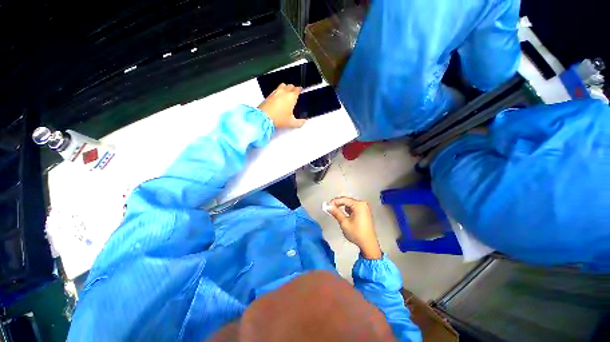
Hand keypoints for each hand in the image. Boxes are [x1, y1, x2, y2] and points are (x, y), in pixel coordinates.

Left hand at [258, 83, 305, 128]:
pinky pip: (276, 90)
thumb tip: (303, 122)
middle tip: (294, 93)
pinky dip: (279, 91)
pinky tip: (279, 97)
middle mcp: (284, 92)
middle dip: (293, 88)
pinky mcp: (269, 95)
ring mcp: (275, 92)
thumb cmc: (278, 119)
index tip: (300, 91)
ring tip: (287, 93)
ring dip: (286, 88)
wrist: (264, 118)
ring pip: (283, 85)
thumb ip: (299, 123)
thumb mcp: (291, 123)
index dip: (299, 89)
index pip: (297, 89)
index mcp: (291, 97)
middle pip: (290, 86)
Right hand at [327, 197, 381, 258]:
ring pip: (350, 204)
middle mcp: (363, 204)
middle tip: (330, 208)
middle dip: (338, 204)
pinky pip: (354, 208)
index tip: (327, 206)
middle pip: (347, 200)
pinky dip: (348, 210)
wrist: (368, 244)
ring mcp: (365, 208)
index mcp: (359, 205)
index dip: (334, 202)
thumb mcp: (344, 222)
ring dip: (343, 207)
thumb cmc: (357, 234)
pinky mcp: (365, 212)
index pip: (343, 199)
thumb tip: (328, 207)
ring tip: (336, 212)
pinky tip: (344, 215)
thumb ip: (335, 213)